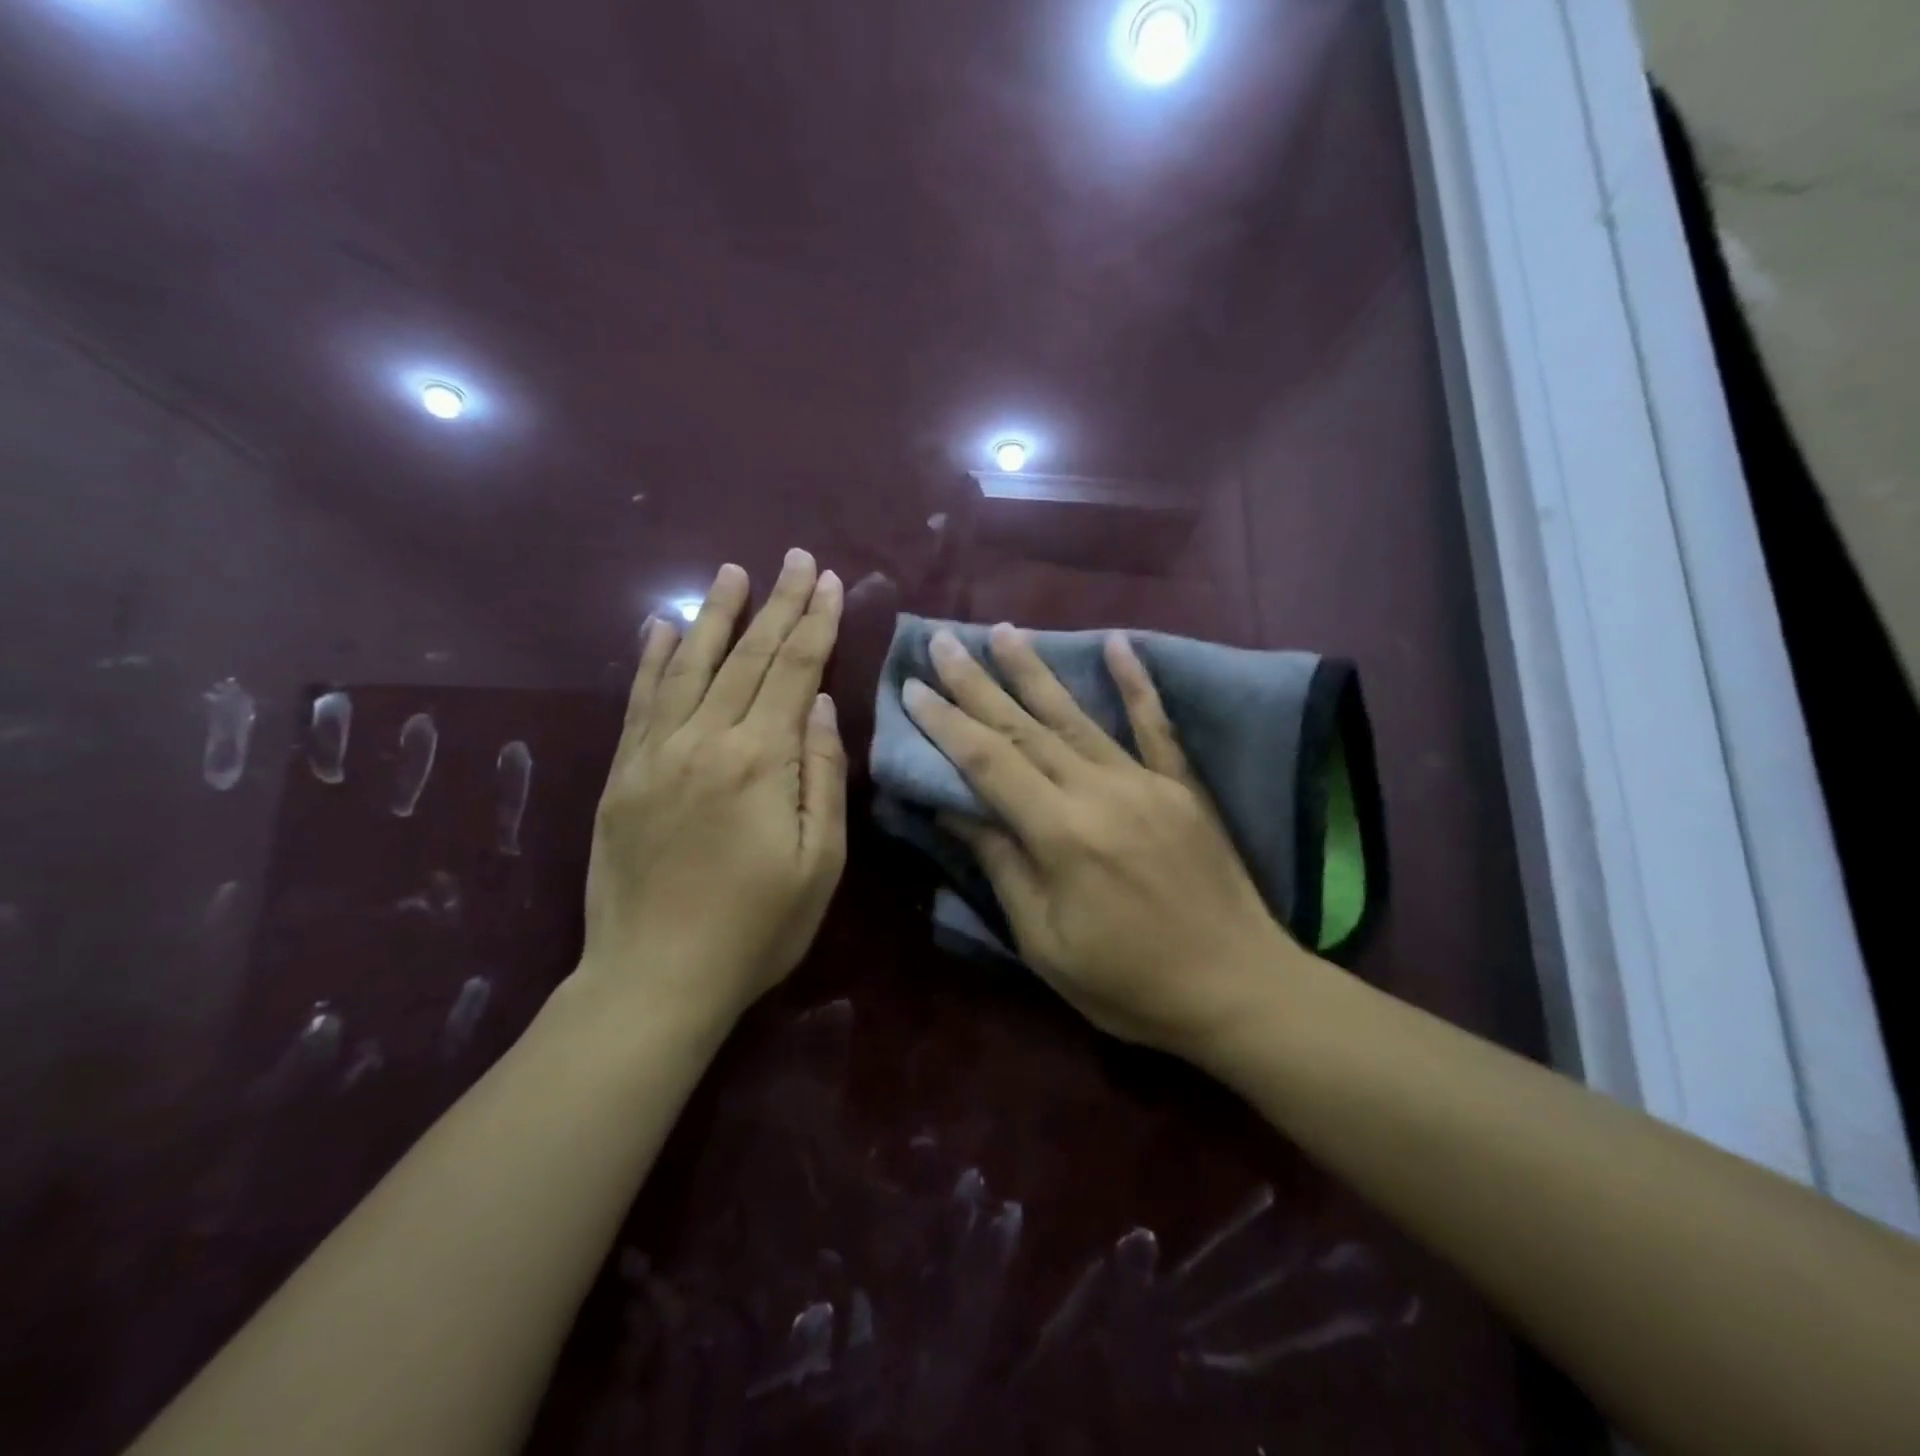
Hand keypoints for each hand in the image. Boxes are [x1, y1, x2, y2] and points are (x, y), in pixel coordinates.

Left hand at [578, 550, 847, 1033]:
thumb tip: (823, 706)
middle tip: (792, 558)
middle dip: (776, 603)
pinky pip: (640, 700)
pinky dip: (653, 658)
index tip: (827, 580)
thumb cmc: (756, 929)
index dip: (815, 623)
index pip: (796, 672)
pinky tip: (662, 626)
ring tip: (731, 572)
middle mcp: (705, 740)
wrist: (654, 978)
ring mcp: (655, 753)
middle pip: (748, 656)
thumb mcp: (819, 863)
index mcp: (761, 761)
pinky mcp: (623, 772)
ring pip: (691, 665)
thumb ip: (823, 777)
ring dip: (715, 615)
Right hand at [903, 624, 1304, 1057]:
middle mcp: (1099, 790)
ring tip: (1004, 630)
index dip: (946, 723)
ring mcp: (1145, 781)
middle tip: (942, 642)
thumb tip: (955, 808)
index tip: (912, 687)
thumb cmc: (1129, 983)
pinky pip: (1156, 724)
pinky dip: (1136, 682)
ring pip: (1077, 715)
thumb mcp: (1045, 942)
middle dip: (977, 683)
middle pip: (1024, 727)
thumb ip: (1002, 866)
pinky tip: (1118, 642)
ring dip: (1035, 670)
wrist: (1238, 988)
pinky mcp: (1181, 786)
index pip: (988, 762)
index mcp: (1060, 833)